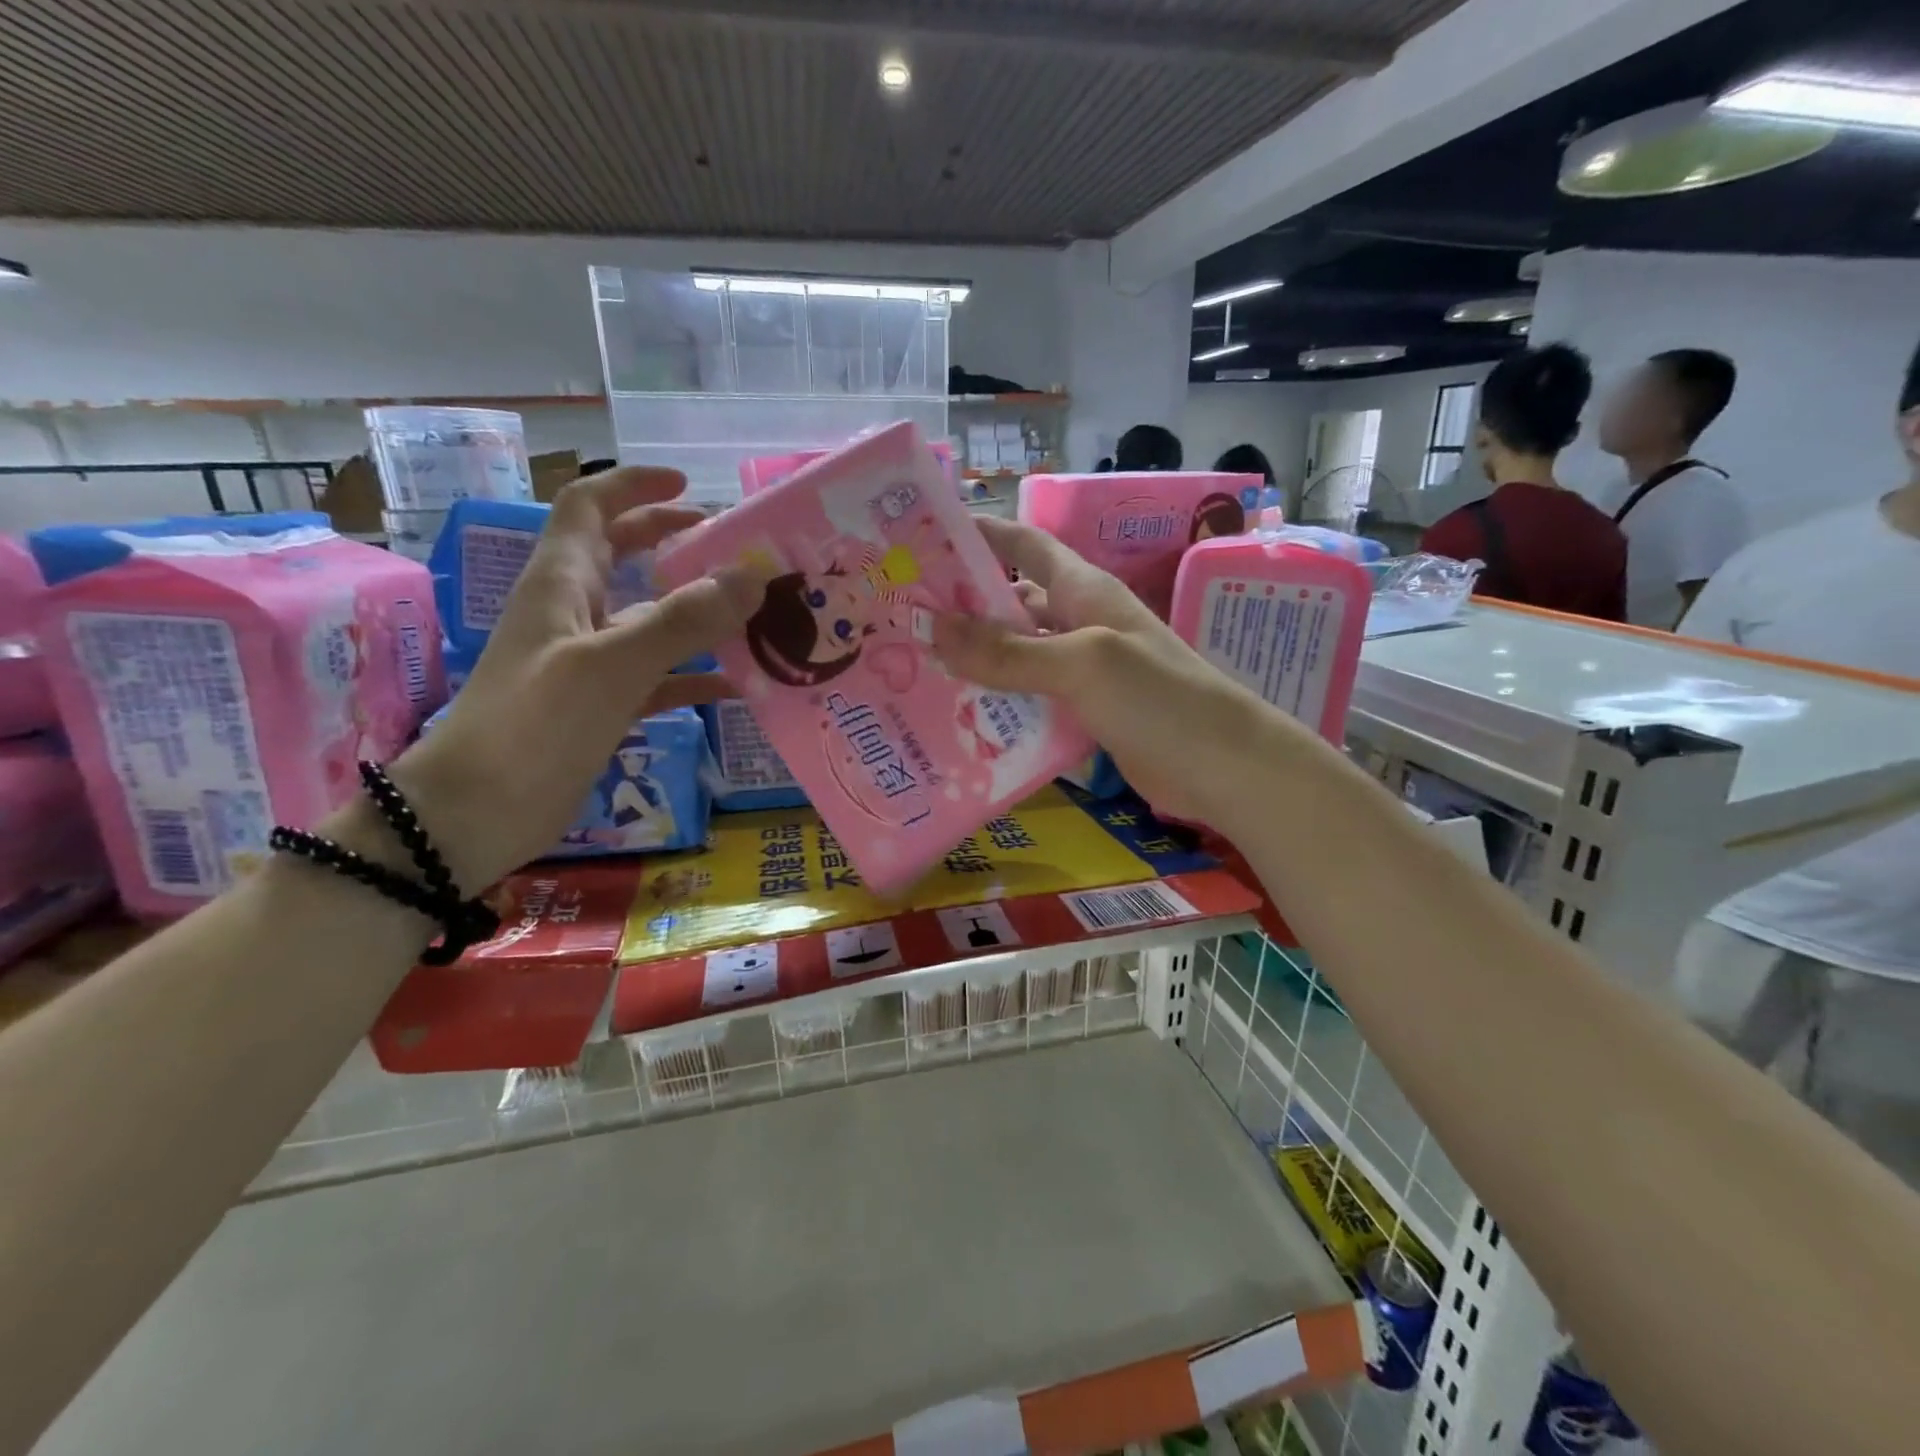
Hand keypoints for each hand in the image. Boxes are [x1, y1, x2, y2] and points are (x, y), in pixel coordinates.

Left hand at [363, 467, 746, 889]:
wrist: (475, 814)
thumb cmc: (533, 726)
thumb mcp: (611, 666)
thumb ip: (683, 621)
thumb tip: (752, 576)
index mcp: (562, 583)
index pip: (591, 507)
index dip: (635, 486)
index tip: (689, 486)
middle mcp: (574, 613)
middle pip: (623, 557)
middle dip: (673, 543)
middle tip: (733, 548)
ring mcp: (588, 663)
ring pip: (648, 620)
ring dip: (696, 613)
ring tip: (752, 614)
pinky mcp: (601, 707)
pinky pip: (657, 678)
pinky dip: (694, 676)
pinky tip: (736, 686)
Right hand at [932, 517, 1274, 824]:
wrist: (1223, 765)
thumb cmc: (1158, 696)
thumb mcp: (1082, 663)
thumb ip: (1010, 650)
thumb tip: (933, 626)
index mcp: (1083, 591)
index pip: (1025, 545)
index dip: (981, 534)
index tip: (925, 537)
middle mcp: (1078, 623)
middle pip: (1011, 603)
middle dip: (962, 607)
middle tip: (901, 619)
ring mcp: (1082, 671)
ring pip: (1017, 656)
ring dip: (974, 661)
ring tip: (914, 670)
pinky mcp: (1083, 712)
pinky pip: (1031, 699)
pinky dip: (998, 704)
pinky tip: (958, 720)